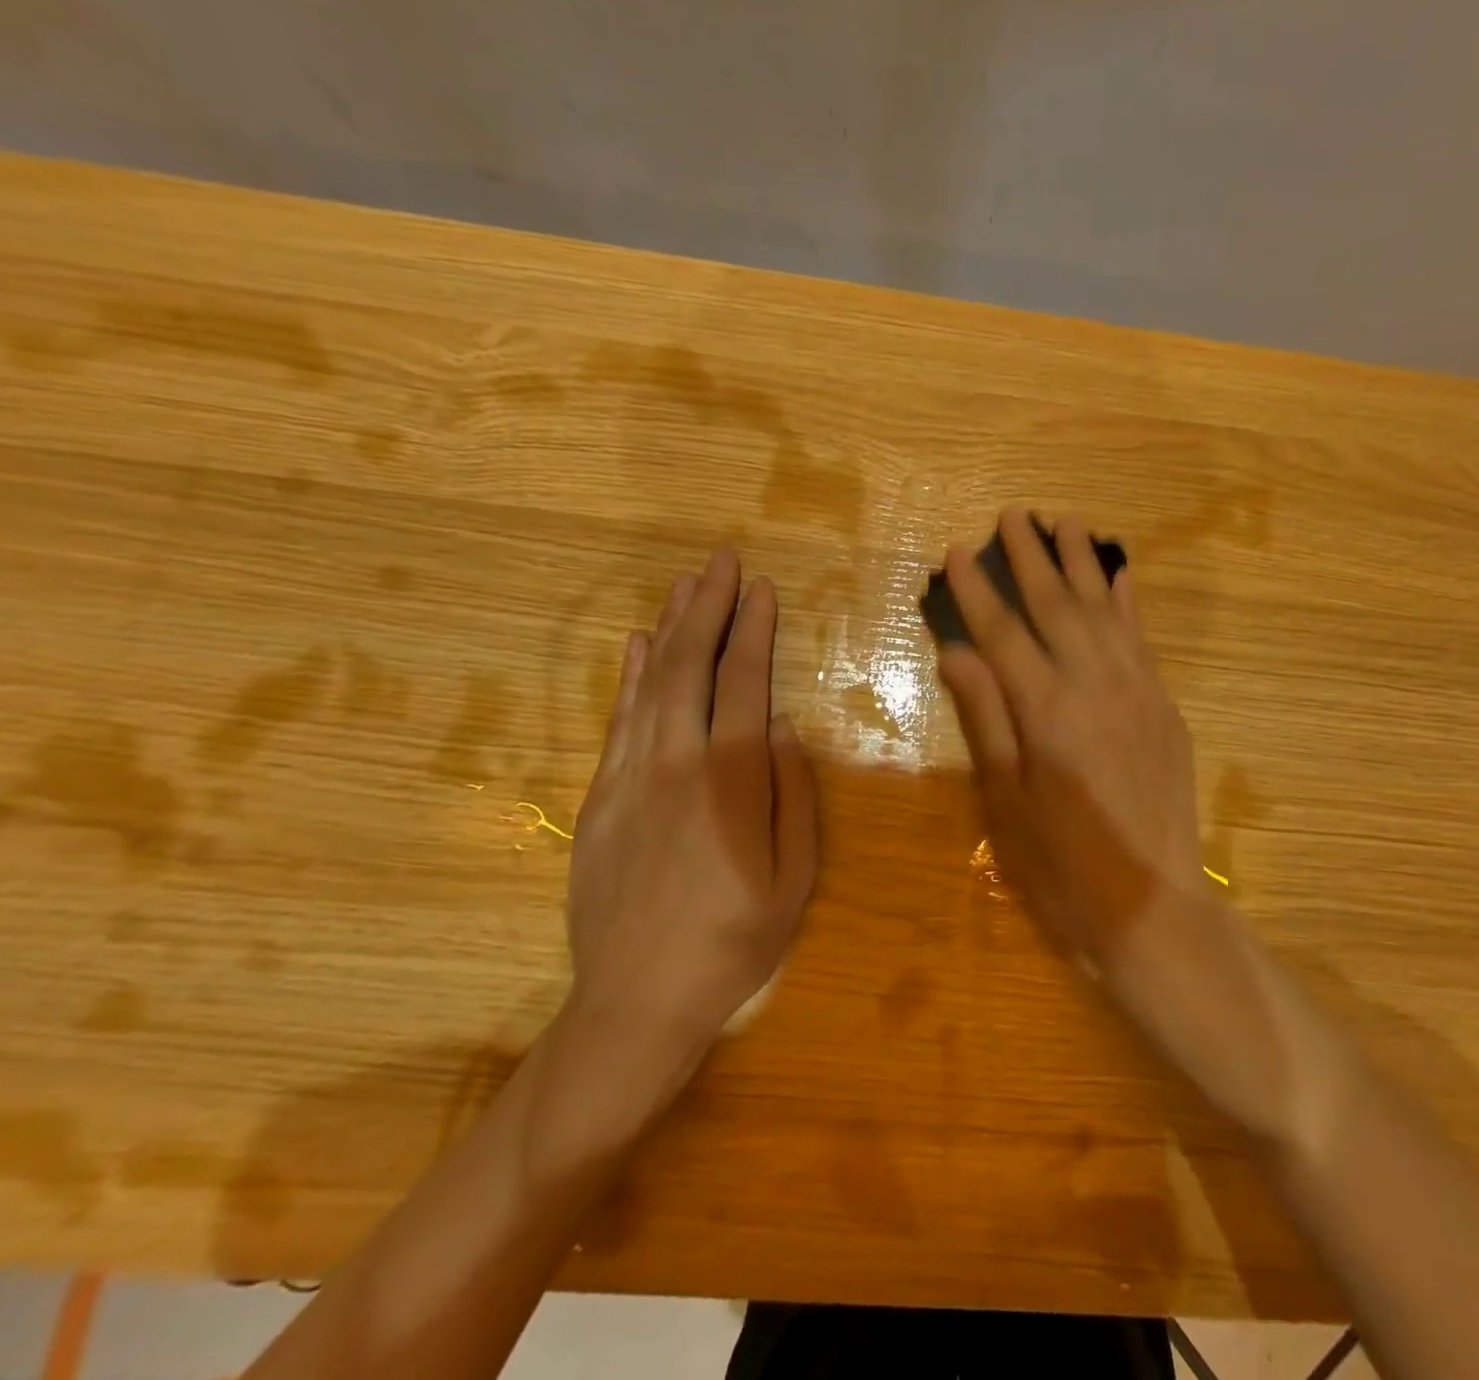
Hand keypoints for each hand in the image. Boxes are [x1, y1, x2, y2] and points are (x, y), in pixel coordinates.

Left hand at [559, 550, 817, 1142]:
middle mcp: (675, 764)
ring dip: (670, 628)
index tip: (761, 589)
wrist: (637, 1002)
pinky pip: (617, 721)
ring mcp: (628, 778)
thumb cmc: (734, 941)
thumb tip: (785, 731)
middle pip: (690, 667)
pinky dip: (630, 676)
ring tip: (685, 585)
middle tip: (721, 561)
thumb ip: (794, 796)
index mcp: (731, 782)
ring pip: (650, 684)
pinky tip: (639, 646)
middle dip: (708, 608)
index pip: (742, 684)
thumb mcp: (796, 878)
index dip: (752, 631)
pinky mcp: (598, 798)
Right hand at [938, 510, 1293, 1136]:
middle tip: (1012, 515)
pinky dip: (1127, 601)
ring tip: (1063, 522)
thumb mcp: (1007, 801)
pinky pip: (1142, 638)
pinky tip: (1118, 574)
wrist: (1154, 907)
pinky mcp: (1164, 707)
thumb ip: (986, 718)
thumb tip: (957, 652)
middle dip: (1030, 557)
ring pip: (1104, 610)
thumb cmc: (1063, 867)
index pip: (1003, 633)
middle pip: (1056, 606)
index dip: (978, 590)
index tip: (959, 551)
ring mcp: (1138, 692)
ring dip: (1081, 563)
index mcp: (1047, 712)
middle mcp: (1095, 687)